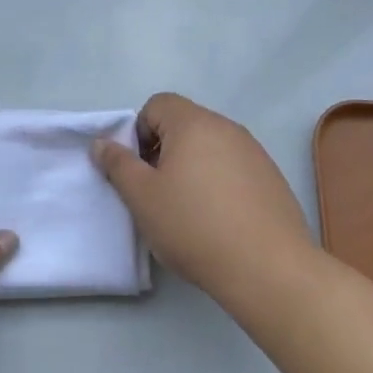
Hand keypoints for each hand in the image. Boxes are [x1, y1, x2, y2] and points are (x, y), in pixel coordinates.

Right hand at [90, 93, 312, 300]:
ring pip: (210, 147)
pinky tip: (220, 220)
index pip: (158, 104)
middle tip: (158, 193)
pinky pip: (234, 167)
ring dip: (192, 167)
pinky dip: (220, 183)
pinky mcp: (271, 177)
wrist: (268, 268)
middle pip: (184, 124)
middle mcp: (226, 127)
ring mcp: (254, 151)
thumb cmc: (194, 226)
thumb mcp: (142, 198)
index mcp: (193, 123)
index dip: (140, 132)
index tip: (140, 170)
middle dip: (164, 151)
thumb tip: (102, 143)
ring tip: (189, 210)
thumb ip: (118, 165)